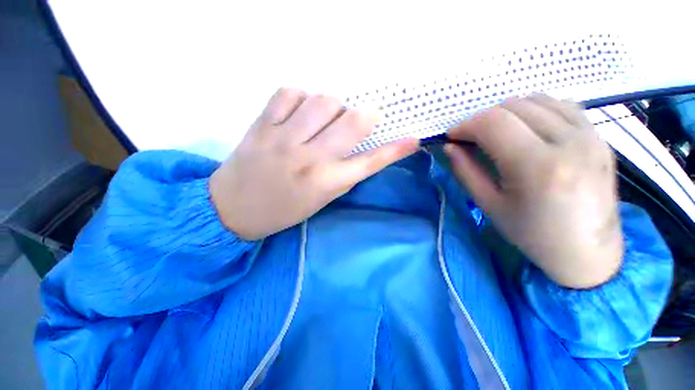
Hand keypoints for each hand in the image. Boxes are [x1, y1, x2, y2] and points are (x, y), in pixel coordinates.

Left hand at [210, 88, 418, 239]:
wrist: (234, 209)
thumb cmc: (284, 209)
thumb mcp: (321, 199)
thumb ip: (344, 174)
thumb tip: (364, 150)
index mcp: (326, 183)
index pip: (370, 162)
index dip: (396, 150)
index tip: (413, 140)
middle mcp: (309, 159)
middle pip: (352, 121)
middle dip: (365, 116)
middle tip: (360, 120)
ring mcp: (283, 138)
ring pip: (323, 100)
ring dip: (333, 105)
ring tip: (325, 116)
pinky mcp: (261, 124)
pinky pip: (290, 93)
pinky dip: (302, 97)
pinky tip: (299, 110)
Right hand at [445, 94, 622, 288]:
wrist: (588, 251)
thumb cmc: (532, 234)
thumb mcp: (489, 205)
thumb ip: (465, 171)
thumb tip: (449, 147)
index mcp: (538, 167)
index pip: (493, 123)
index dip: (465, 125)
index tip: (452, 137)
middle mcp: (569, 142)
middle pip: (513, 106)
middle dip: (482, 119)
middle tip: (472, 138)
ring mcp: (590, 135)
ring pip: (537, 99)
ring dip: (507, 111)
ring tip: (497, 133)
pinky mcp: (600, 136)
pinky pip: (562, 105)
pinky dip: (535, 109)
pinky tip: (527, 128)